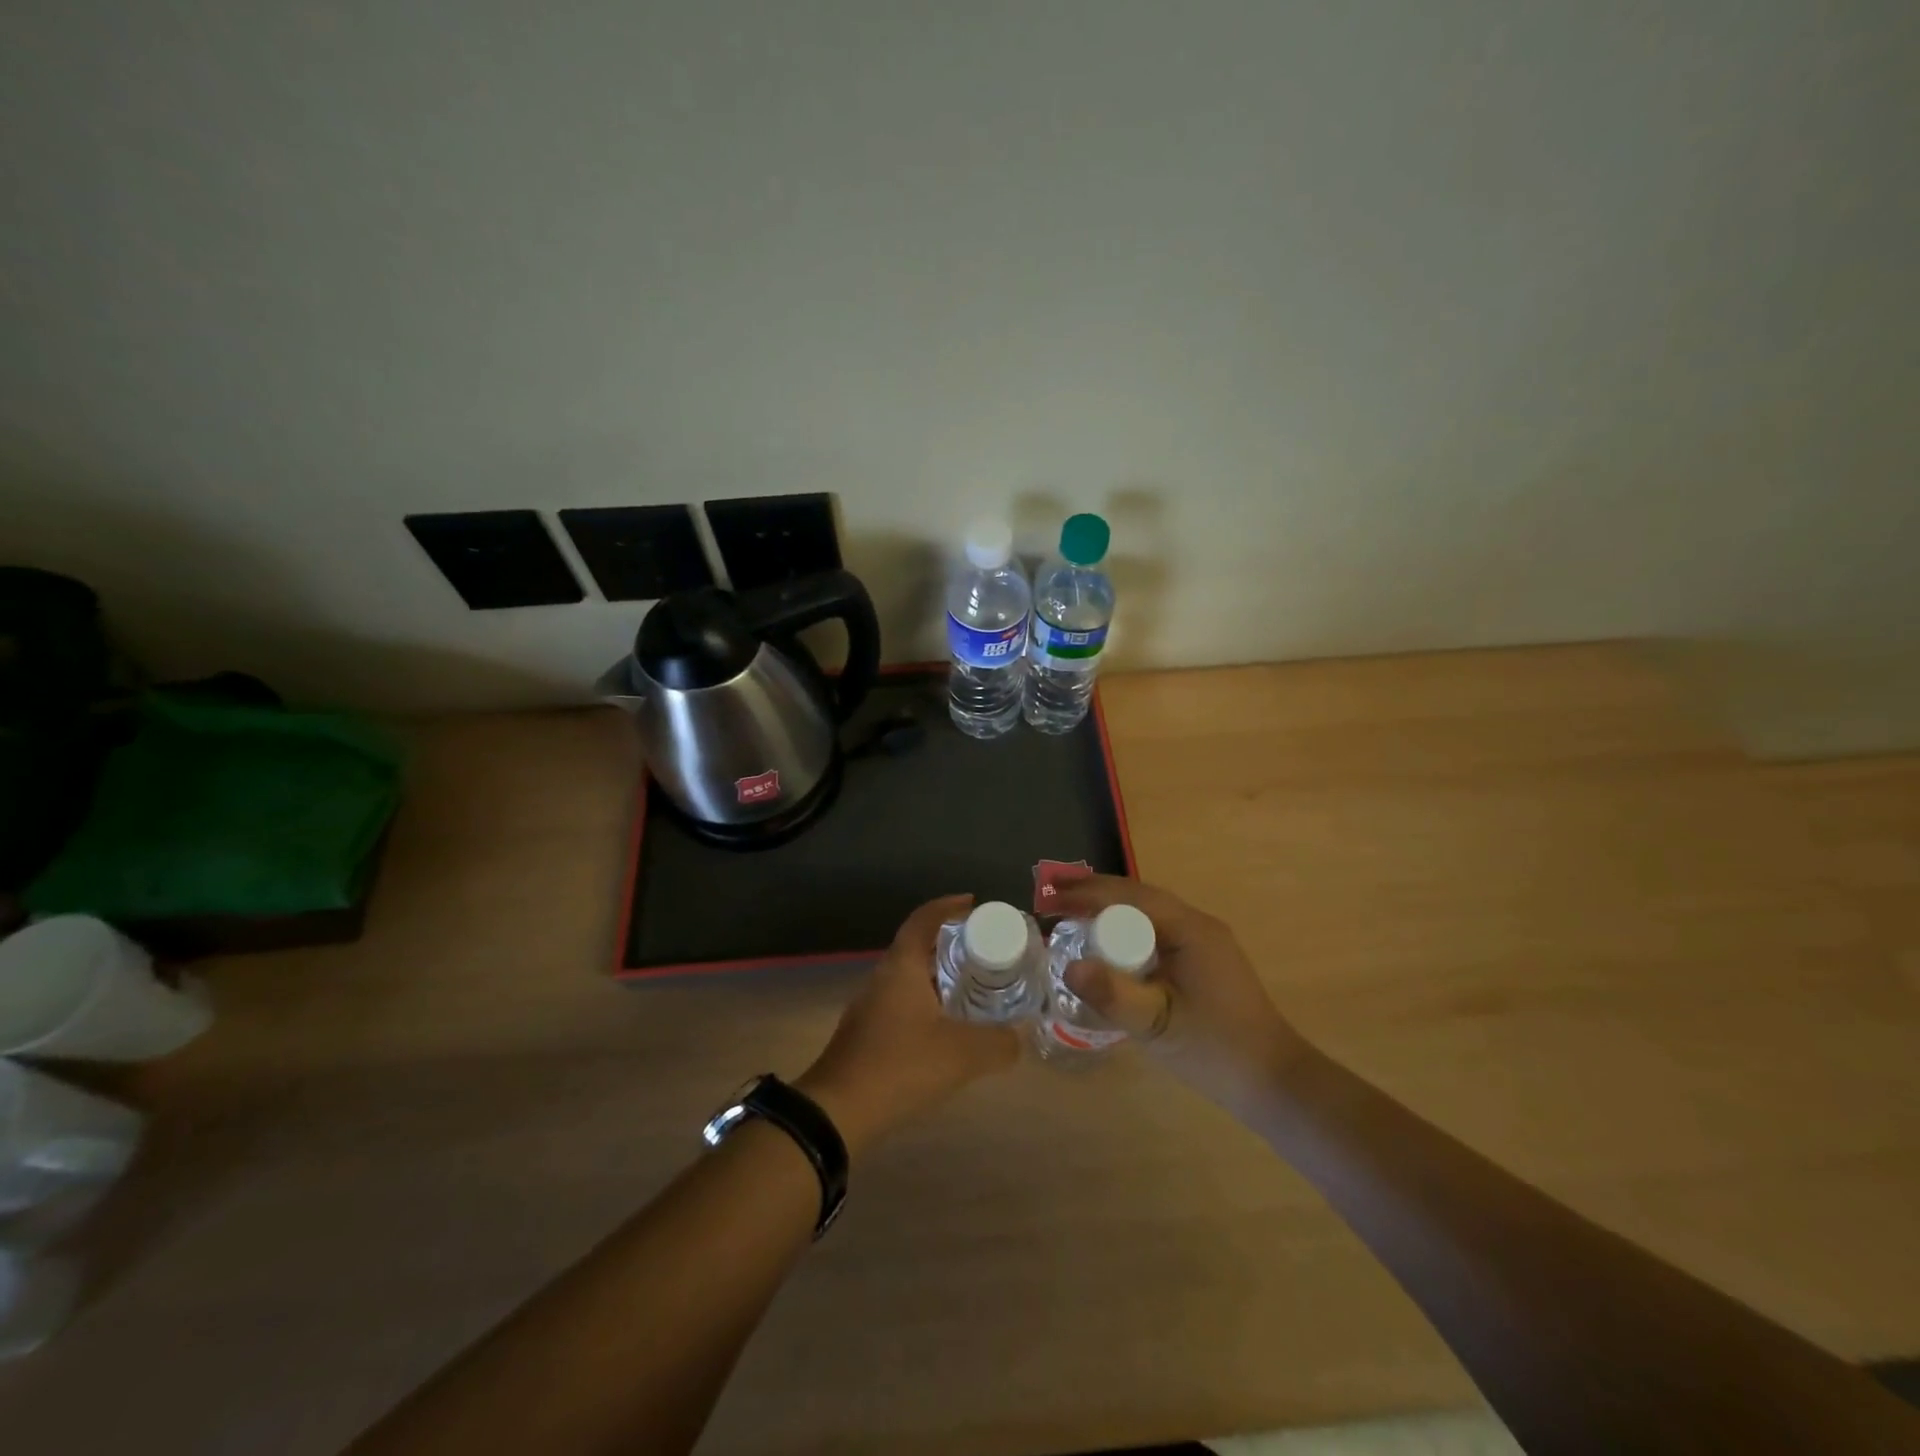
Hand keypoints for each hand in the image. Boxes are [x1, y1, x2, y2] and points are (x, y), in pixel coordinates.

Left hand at [797, 894, 1019, 1157]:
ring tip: (974, 989)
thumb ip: (999, 1043)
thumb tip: (1021, 1035)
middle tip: (986, 952)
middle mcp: (883, 977)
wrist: (838, 1112)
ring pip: (910, 978)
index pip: (924, 919)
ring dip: (939, 977)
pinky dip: (927, 1004)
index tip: (974, 903)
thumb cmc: (900, 1066)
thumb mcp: (962, 1055)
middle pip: (918, 947)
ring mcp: (870, 1006)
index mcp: (902, 967)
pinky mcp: (866, 1033)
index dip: (948, 906)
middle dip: (951, 944)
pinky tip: (947, 1029)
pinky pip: (902, 1004)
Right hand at [1053, 876, 1309, 1113]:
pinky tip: (1108, 943)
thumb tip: (1068, 966)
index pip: (1129, 897)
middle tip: (1052, 896)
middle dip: (1093, 892)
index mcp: (1190, 930)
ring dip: (1109, 907)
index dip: (1086, 893)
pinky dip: (1126, 927)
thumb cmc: (1215, 1050)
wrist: (1274, 1081)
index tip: (1049, 898)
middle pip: (1138, 896)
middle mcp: (1198, 924)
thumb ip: (1114, 995)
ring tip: (1071, 911)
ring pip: (1148, 911)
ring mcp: (1204, 940)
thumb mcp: (1158, 1025)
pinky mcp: (1204, 959)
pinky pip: (1157, 930)